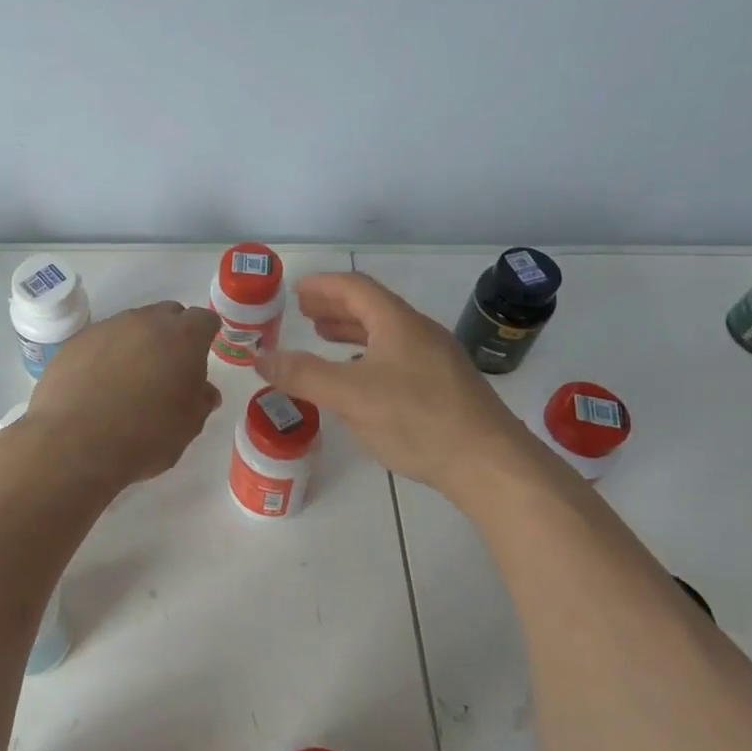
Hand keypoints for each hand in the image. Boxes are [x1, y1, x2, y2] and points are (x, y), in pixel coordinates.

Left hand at [24, 301, 223, 489]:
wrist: (73, 444)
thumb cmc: (144, 437)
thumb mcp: (187, 427)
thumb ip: (200, 401)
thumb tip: (204, 391)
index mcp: (181, 337)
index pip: (204, 319)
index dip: (205, 335)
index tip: (201, 356)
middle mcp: (145, 322)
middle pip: (167, 315)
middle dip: (171, 335)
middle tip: (167, 370)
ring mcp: (106, 328)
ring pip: (132, 326)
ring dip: (137, 345)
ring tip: (129, 382)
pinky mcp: (76, 341)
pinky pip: (101, 341)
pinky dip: (106, 356)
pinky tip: (98, 386)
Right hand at [253, 273, 559, 506]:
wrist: (490, 464)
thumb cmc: (416, 419)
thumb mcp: (349, 395)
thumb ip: (302, 374)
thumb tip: (261, 357)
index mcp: (398, 322)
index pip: (355, 288)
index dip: (322, 286)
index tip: (295, 291)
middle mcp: (419, 333)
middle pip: (372, 308)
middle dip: (334, 307)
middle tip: (304, 314)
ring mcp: (437, 360)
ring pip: (386, 334)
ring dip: (352, 332)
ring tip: (324, 340)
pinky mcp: (446, 388)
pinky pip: (398, 357)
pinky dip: (369, 357)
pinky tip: (360, 381)